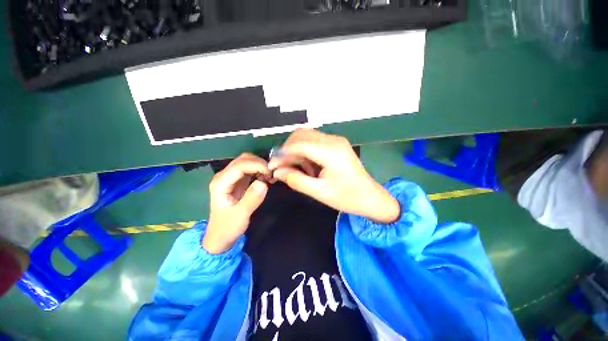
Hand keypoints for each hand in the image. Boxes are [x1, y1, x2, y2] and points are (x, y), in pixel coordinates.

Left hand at [203, 153, 269, 253]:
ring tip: (270, 177)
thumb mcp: (240, 216)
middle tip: (272, 174)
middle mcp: (224, 176)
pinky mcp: (238, 181)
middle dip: (259, 163)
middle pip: (243, 159)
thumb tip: (263, 183)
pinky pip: (250, 169)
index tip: (271, 172)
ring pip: (247, 162)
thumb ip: (251, 199)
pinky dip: (260, 170)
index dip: (256, 165)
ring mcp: (231, 178)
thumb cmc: (228, 227)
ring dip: (260, 166)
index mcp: (221, 183)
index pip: (240, 165)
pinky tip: (266, 178)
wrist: (220, 236)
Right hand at [269, 129, 399, 223]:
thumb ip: (295, 180)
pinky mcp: (337, 145)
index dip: (282, 154)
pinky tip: (308, 167)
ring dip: (297, 150)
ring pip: (307, 137)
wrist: (371, 197)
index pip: (298, 144)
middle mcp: (333, 140)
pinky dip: (306, 152)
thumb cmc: (347, 197)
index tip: (272, 167)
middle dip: (288, 149)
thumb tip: (277, 172)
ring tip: (297, 169)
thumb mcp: (319, 192)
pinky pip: (315, 142)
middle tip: (283, 167)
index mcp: (330, 151)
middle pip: (301, 134)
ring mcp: (336, 140)